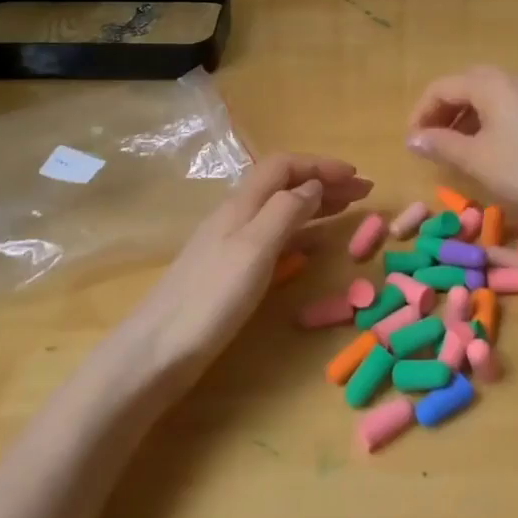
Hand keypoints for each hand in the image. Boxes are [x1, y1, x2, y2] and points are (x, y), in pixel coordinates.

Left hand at [126, 154, 371, 381]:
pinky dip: (299, 231)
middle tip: (363, 192)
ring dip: (314, 203)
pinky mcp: (228, 270)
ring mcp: (229, 242)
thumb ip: (285, 211)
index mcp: (241, 203)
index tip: (357, 176)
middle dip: (324, 182)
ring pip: (279, 208)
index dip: (321, 165)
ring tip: (347, 210)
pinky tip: (310, 245)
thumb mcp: (254, 249)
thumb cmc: (210, 299)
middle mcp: (236, 215)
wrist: (154, 353)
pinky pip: (272, 235)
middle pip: (284, 184)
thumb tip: (313, 184)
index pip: (285, 165)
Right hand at [405, 67, 517, 225]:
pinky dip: (488, 121)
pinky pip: (507, 105)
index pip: (442, 87)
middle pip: (465, 86)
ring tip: (454, 149)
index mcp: (489, 82)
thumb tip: (413, 138)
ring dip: (465, 117)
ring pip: (488, 96)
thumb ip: (440, 144)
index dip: (421, 112)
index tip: (412, 142)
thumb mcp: (476, 159)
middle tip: (430, 142)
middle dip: (443, 112)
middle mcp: (511, 77)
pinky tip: (487, 148)